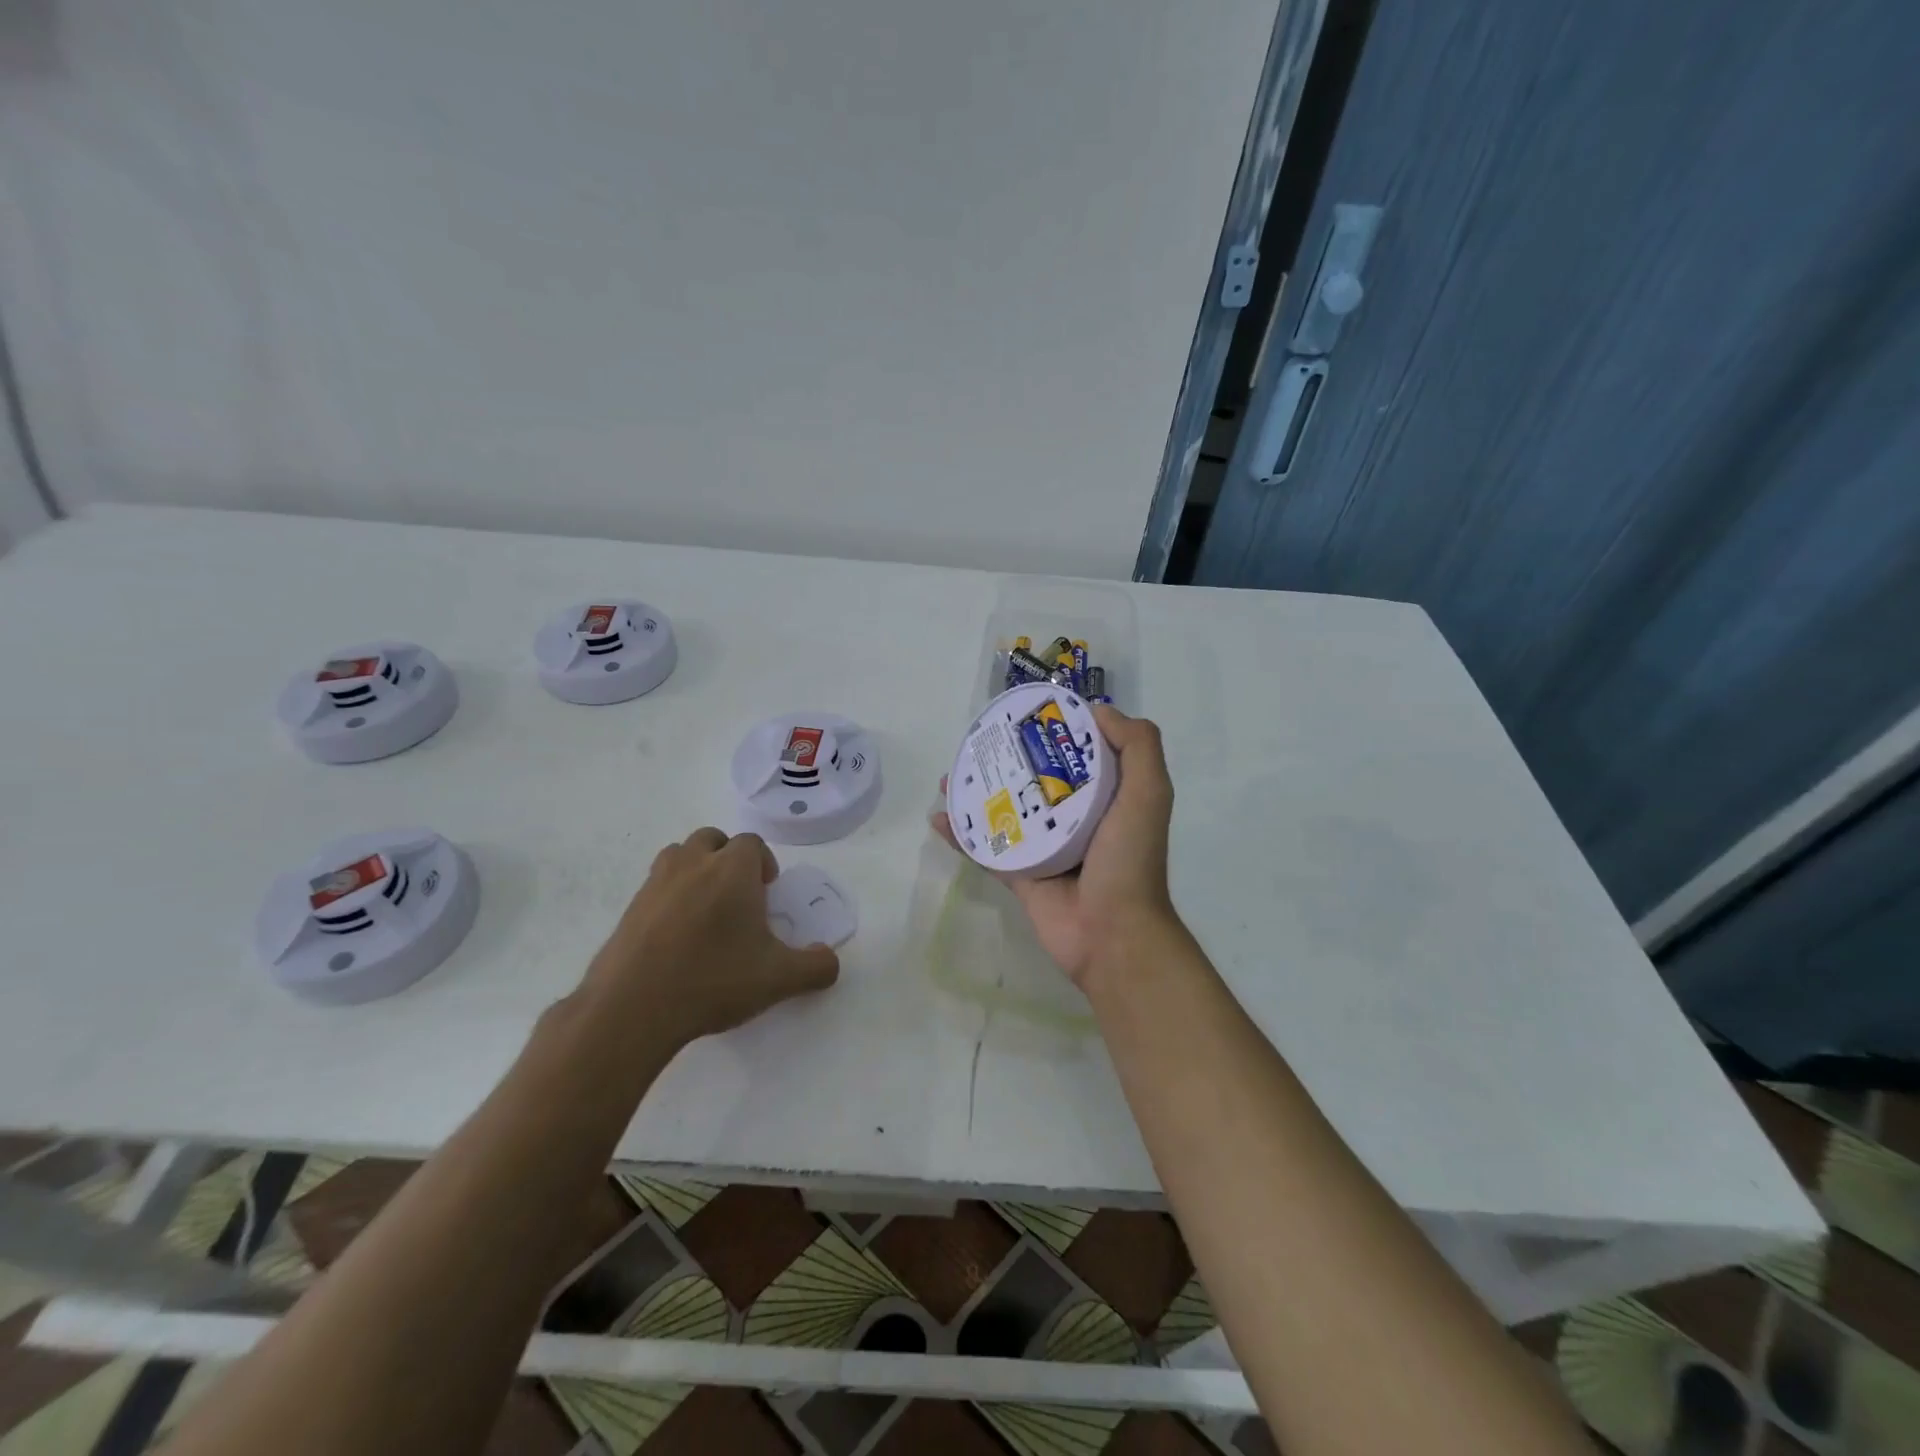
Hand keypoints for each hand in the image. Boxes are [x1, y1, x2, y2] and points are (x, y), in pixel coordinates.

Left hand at [584, 828, 839, 1044]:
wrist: (632, 1008)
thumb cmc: (713, 980)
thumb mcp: (778, 979)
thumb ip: (815, 967)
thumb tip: (830, 961)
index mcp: (732, 870)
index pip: (751, 843)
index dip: (763, 862)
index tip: (767, 892)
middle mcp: (693, 865)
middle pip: (712, 839)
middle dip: (728, 858)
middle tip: (738, 896)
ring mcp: (656, 884)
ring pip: (679, 855)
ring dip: (696, 869)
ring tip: (706, 908)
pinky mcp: (629, 909)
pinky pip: (656, 886)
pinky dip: (670, 897)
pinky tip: (677, 936)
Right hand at [933, 704, 1179, 987]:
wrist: (1112, 934)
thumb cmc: (1130, 859)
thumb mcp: (1149, 793)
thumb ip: (1138, 746)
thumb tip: (1097, 711)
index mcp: (1106, 797)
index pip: (1078, 754)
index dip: (1054, 732)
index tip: (1025, 713)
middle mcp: (1075, 817)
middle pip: (1034, 778)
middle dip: (1006, 760)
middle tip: (976, 743)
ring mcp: (1044, 847)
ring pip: (1005, 810)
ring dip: (976, 793)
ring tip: (949, 776)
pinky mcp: (1021, 874)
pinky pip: (986, 848)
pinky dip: (962, 835)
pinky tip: (939, 818)